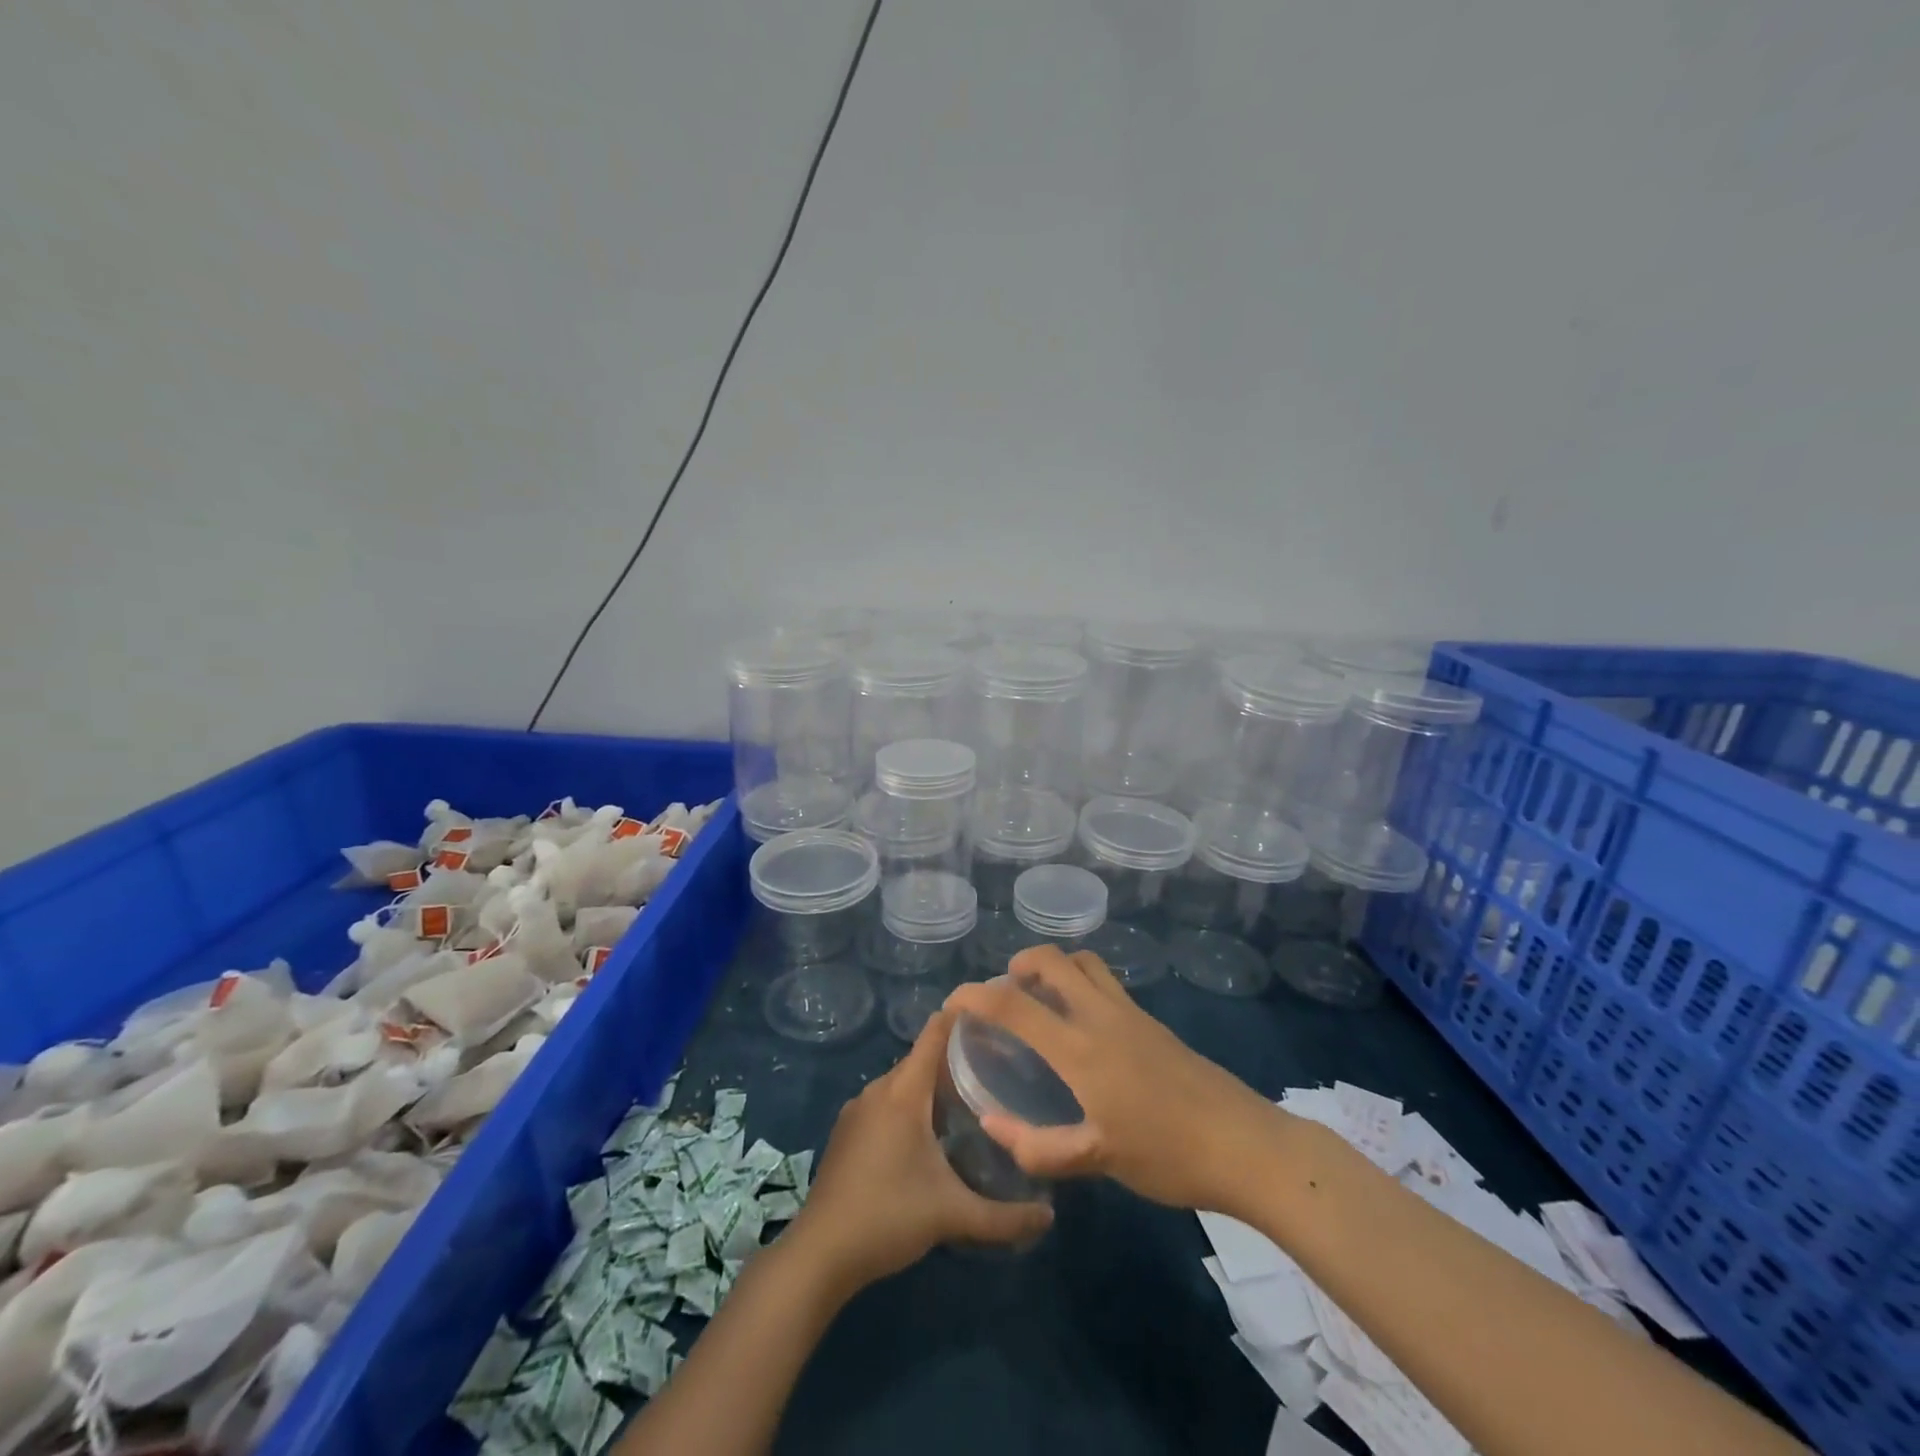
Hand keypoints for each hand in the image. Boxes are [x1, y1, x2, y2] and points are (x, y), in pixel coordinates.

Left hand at [787, 1009, 1053, 1292]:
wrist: (820, 1253)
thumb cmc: (888, 1216)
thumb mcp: (952, 1215)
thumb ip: (1005, 1217)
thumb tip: (1049, 1217)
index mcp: (903, 1092)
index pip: (934, 1035)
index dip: (961, 1018)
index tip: (992, 1012)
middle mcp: (878, 1090)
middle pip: (920, 1059)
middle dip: (954, 1058)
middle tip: (994, 1065)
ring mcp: (857, 1110)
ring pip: (902, 1083)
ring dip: (930, 1086)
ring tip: (968, 1098)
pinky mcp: (846, 1132)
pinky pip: (885, 1102)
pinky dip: (909, 1105)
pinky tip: (929, 1134)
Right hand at [943, 946, 1285, 1212]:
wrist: (1245, 1144)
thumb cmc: (1168, 1154)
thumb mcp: (1098, 1160)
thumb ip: (1039, 1145)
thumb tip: (991, 1125)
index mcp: (1081, 1048)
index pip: (1016, 1005)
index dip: (977, 995)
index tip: (953, 1002)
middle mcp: (1102, 1016)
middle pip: (1054, 961)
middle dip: (1019, 963)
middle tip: (1003, 992)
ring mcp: (1131, 1014)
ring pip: (1084, 963)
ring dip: (1054, 966)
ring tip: (1039, 998)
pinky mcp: (1152, 1022)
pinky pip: (1105, 982)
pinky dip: (1079, 982)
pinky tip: (1080, 1024)